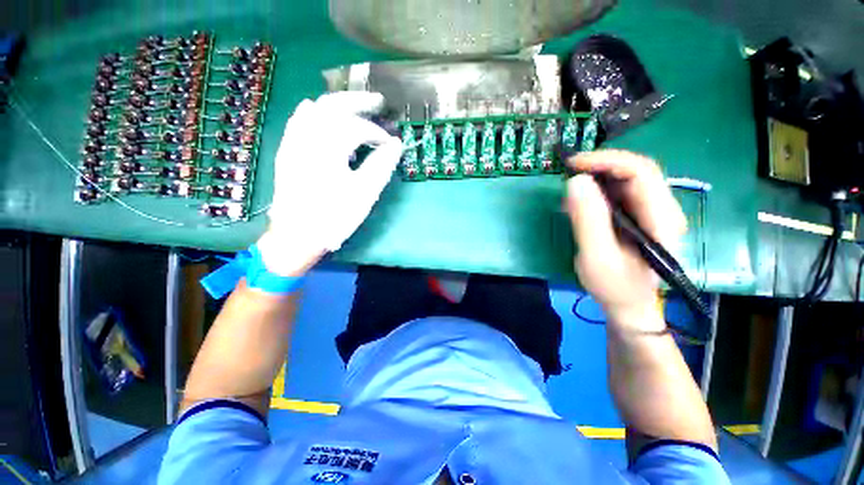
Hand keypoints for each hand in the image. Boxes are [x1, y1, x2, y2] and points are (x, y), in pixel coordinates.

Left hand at [257, 92, 402, 276]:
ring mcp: (293, 142)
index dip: (377, 133)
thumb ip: (381, 165)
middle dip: (357, 101)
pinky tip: (318, 113)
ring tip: (355, 109)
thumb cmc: (334, 217)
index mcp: (328, 147)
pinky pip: (298, 121)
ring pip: (314, 110)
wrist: (296, 236)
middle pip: (333, 105)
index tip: (390, 145)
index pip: (357, 128)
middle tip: (378, 101)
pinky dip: (313, 113)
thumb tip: (396, 145)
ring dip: (337, 105)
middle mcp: (307, 137)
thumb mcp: (364, 193)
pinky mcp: (287, 152)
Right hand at [565, 150, 686, 332]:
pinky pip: (619, 194)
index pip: (640, 171)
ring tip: (571, 190)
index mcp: (661, 217)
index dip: (606, 160)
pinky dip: (597, 191)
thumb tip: (575, 181)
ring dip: (597, 177)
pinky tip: (581, 202)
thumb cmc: (615, 287)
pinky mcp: (638, 217)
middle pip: (635, 171)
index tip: (573, 164)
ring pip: (626, 180)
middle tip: (568, 172)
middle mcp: (662, 208)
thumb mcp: (596, 256)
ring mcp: (652, 212)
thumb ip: (588, 219)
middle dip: (600, 166)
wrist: (630, 307)